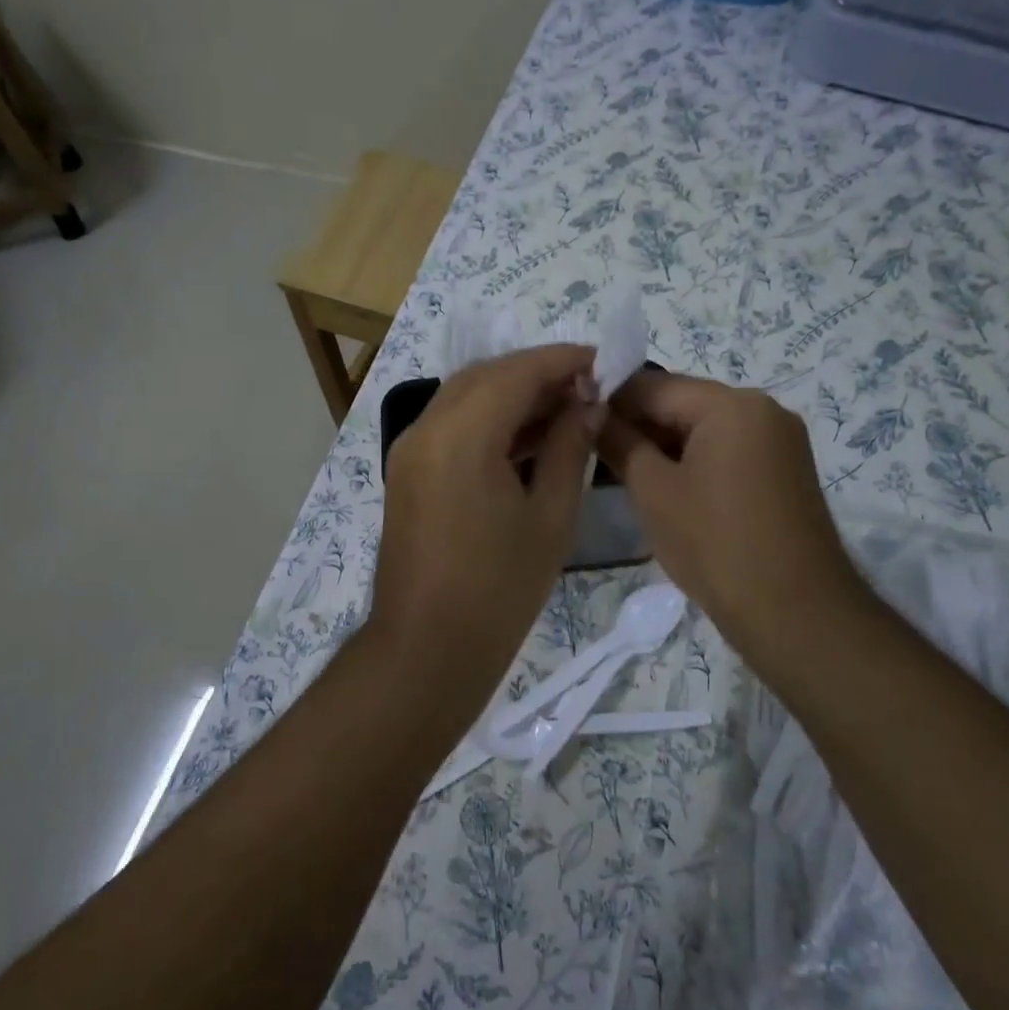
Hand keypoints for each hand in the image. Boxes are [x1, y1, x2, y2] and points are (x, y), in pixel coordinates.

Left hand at [368, 345, 601, 700]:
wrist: (427, 648)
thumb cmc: (498, 589)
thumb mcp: (549, 517)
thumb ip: (568, 448)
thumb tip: (587, 404)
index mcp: (461, 436)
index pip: (515, 373)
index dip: (561, 361)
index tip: (602, 361)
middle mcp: (426, 429)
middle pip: (485, 376)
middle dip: (536, 373)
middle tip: (585, 388)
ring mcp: (410, 450)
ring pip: (464, 397)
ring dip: (511, 394)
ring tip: (564, 409)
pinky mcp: (407, 471)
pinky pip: (450, 425)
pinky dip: (487, 419)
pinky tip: (526, 436)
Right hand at [597, 372, 862, 651]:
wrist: (795, 614)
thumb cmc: (714, 544)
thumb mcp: (653, 491)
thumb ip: (620, 443)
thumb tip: (592, 413)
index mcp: (731, 404)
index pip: (654, 385)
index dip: (609, 400)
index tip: (574, 422)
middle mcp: (762, 409)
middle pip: (682, 403)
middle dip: (637, 424)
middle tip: (593, 451)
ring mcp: (779, 440)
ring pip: (703, 428)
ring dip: (663, 445)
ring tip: (620, 472)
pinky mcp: (784, 470)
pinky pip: (727, 450)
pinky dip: (692, 460)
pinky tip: (663, 486)